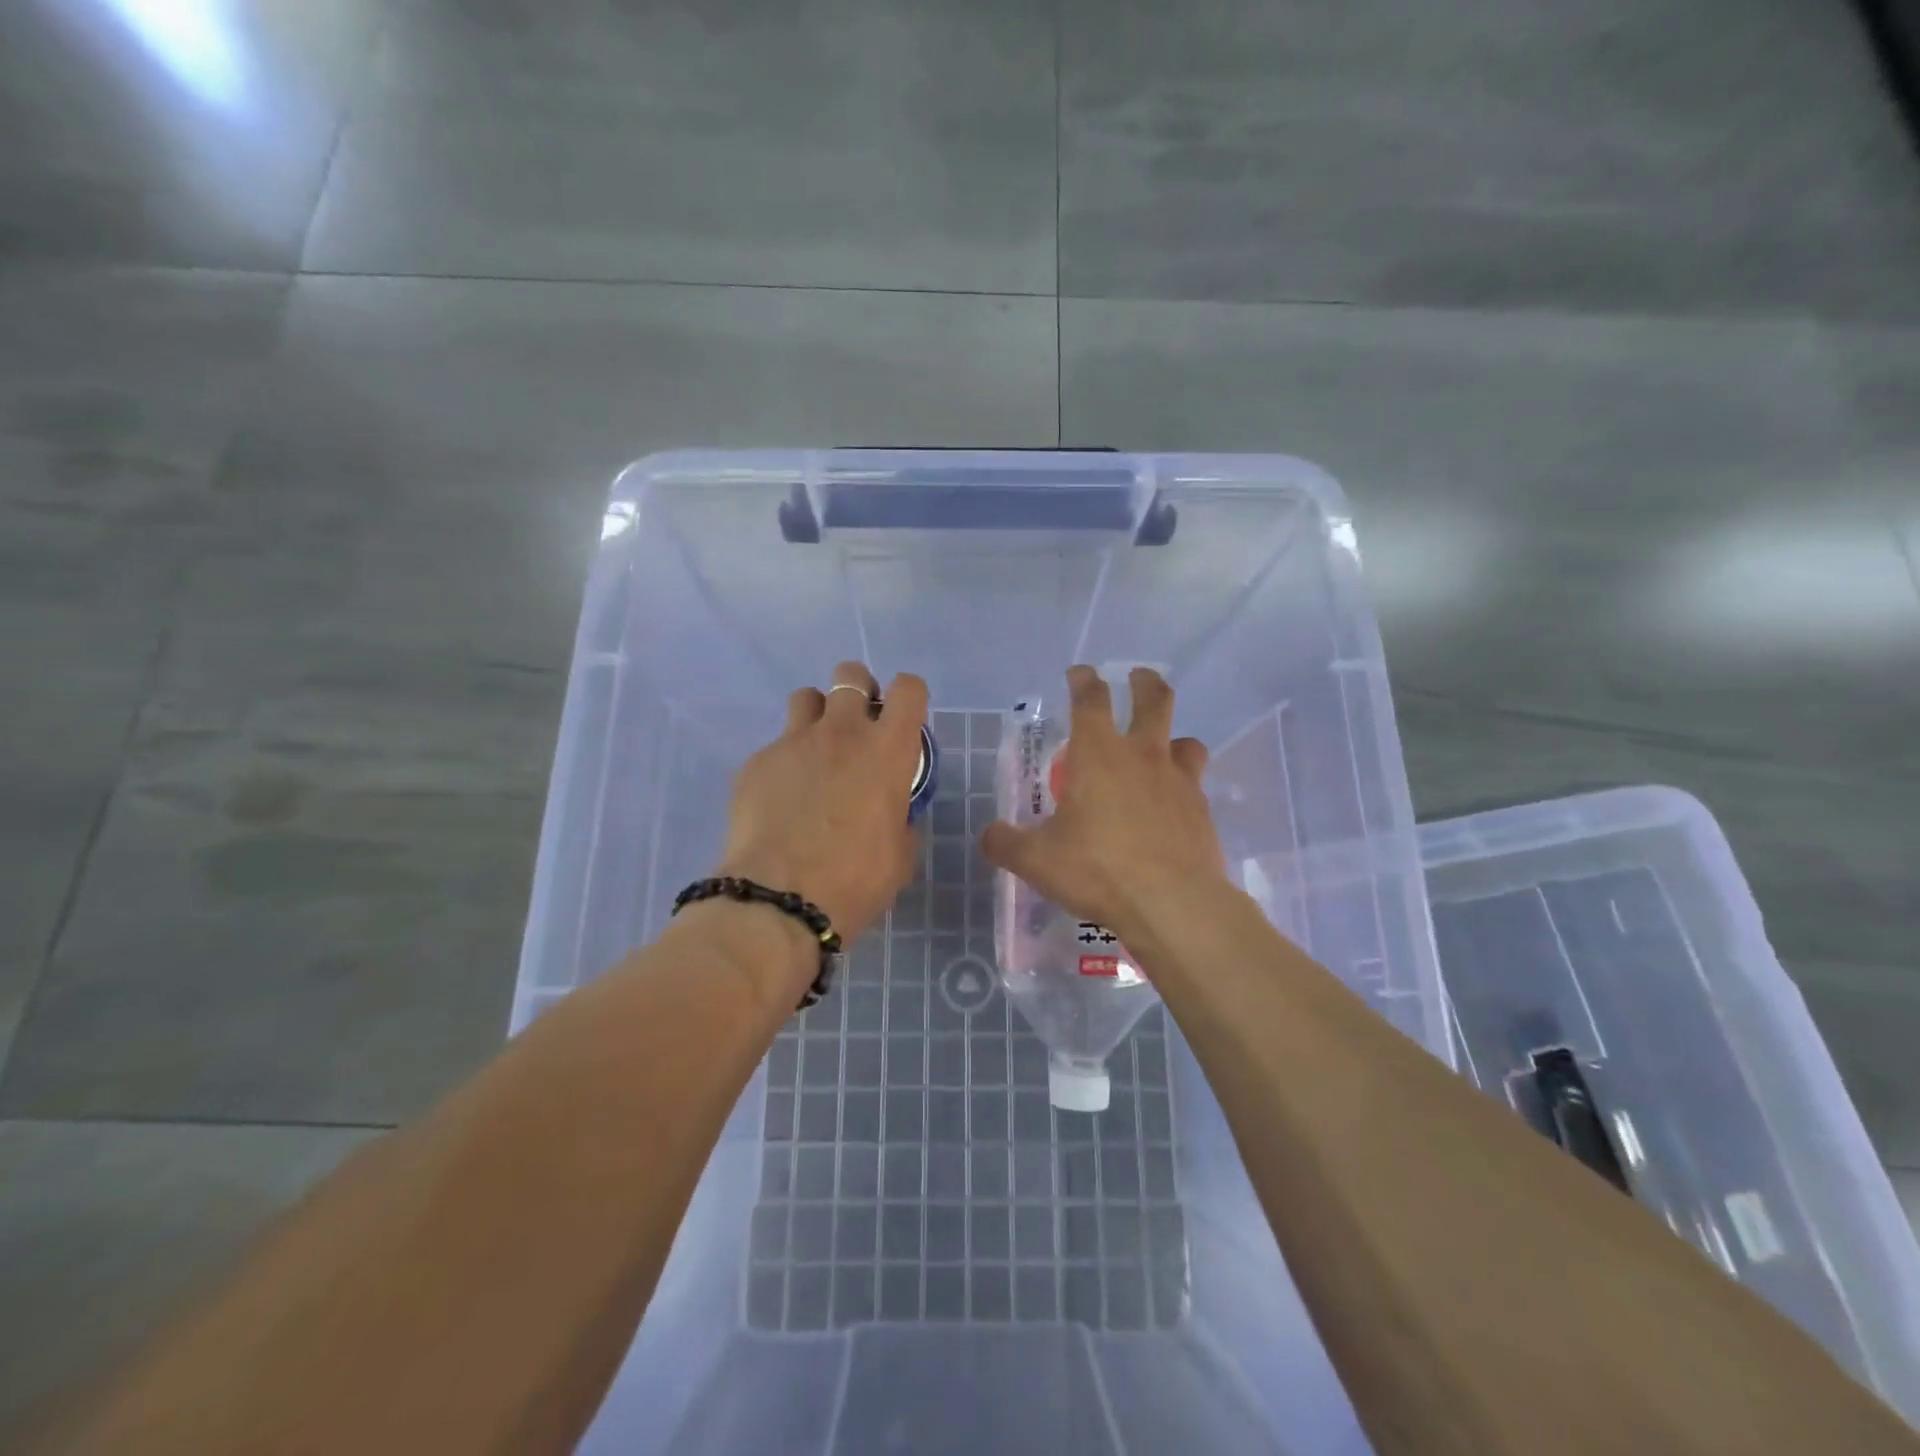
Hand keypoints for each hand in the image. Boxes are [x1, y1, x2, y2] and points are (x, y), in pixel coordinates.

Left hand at [717, 662, 926, 942]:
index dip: (909, 696)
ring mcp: (794, 742)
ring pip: (806, 697)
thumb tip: (890, 814)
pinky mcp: (757, 762)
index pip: (909, 690)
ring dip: (817, 716)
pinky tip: (782, 798)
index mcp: (887, 751)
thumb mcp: (900, 854)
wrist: (779, 899)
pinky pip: (776, 746)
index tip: (903, 719)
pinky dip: (785, 762)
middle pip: (850, 675)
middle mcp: (842, 733)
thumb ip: (900, 820)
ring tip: (816, 752)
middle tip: (858, 725)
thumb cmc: (855, 880)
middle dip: (858, 690)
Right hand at [979, 665, 1227, 943]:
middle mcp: (1142, 756)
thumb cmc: (1098, 870)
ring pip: (1185, 740)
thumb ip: (1006, 843)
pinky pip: (1195, 783)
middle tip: (1138, 678)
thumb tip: (989, 835)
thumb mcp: (1036, 861)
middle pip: (1153, 700)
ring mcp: (1178, 780)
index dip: (1083, 680)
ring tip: (1163, 747)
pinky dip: (1183, 784)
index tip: (1079, 673)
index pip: (1091, 699)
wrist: (1172, 903)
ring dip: (1173, 736)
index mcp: (1098, 754)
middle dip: (1144, 683)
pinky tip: (1172, 806)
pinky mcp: (1202, 810)